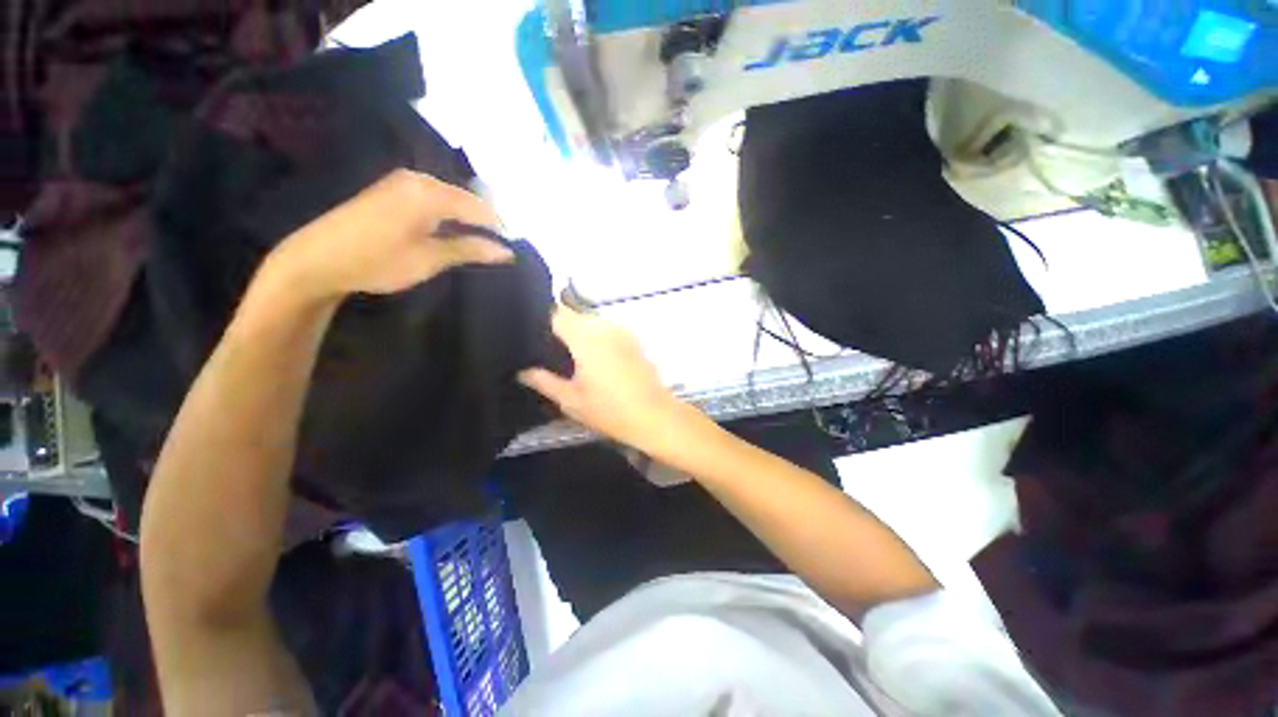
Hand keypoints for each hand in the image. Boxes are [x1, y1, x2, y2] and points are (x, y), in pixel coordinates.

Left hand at [268, 169, 512, 301]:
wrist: (317, 259)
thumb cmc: (377, 261)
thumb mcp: (429, 259)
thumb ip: (470, 250)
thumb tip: (507, 251)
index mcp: (429, 193)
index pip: (479, 207)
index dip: (501, 228)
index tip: (516, 248)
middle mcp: (418, 179)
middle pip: (466, 199)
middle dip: (487, 222)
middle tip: (503, 248)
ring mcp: (403, 182)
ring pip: (451, 198)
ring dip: (469, 219)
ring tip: (485, 243)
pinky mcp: (393, 191)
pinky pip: (434, 199)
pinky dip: (451, 215)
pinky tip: (457, 231)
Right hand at [519, 308, 694, 451]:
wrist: (653, 416)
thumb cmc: (609, 410)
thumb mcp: (571, 400)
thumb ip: (544, 382)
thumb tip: (524, 372)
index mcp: (585, 337)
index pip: (557, 314)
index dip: (543, 323)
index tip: (534, 338)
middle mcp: (604, 326)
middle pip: (575, 316)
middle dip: (561, 328)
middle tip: (550, 351)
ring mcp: (622, 331)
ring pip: (593, 322)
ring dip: (580, 333)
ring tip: (571, 356)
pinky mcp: (634, 340)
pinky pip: (608, 330)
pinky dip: (597, 338)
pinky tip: (595, 359)